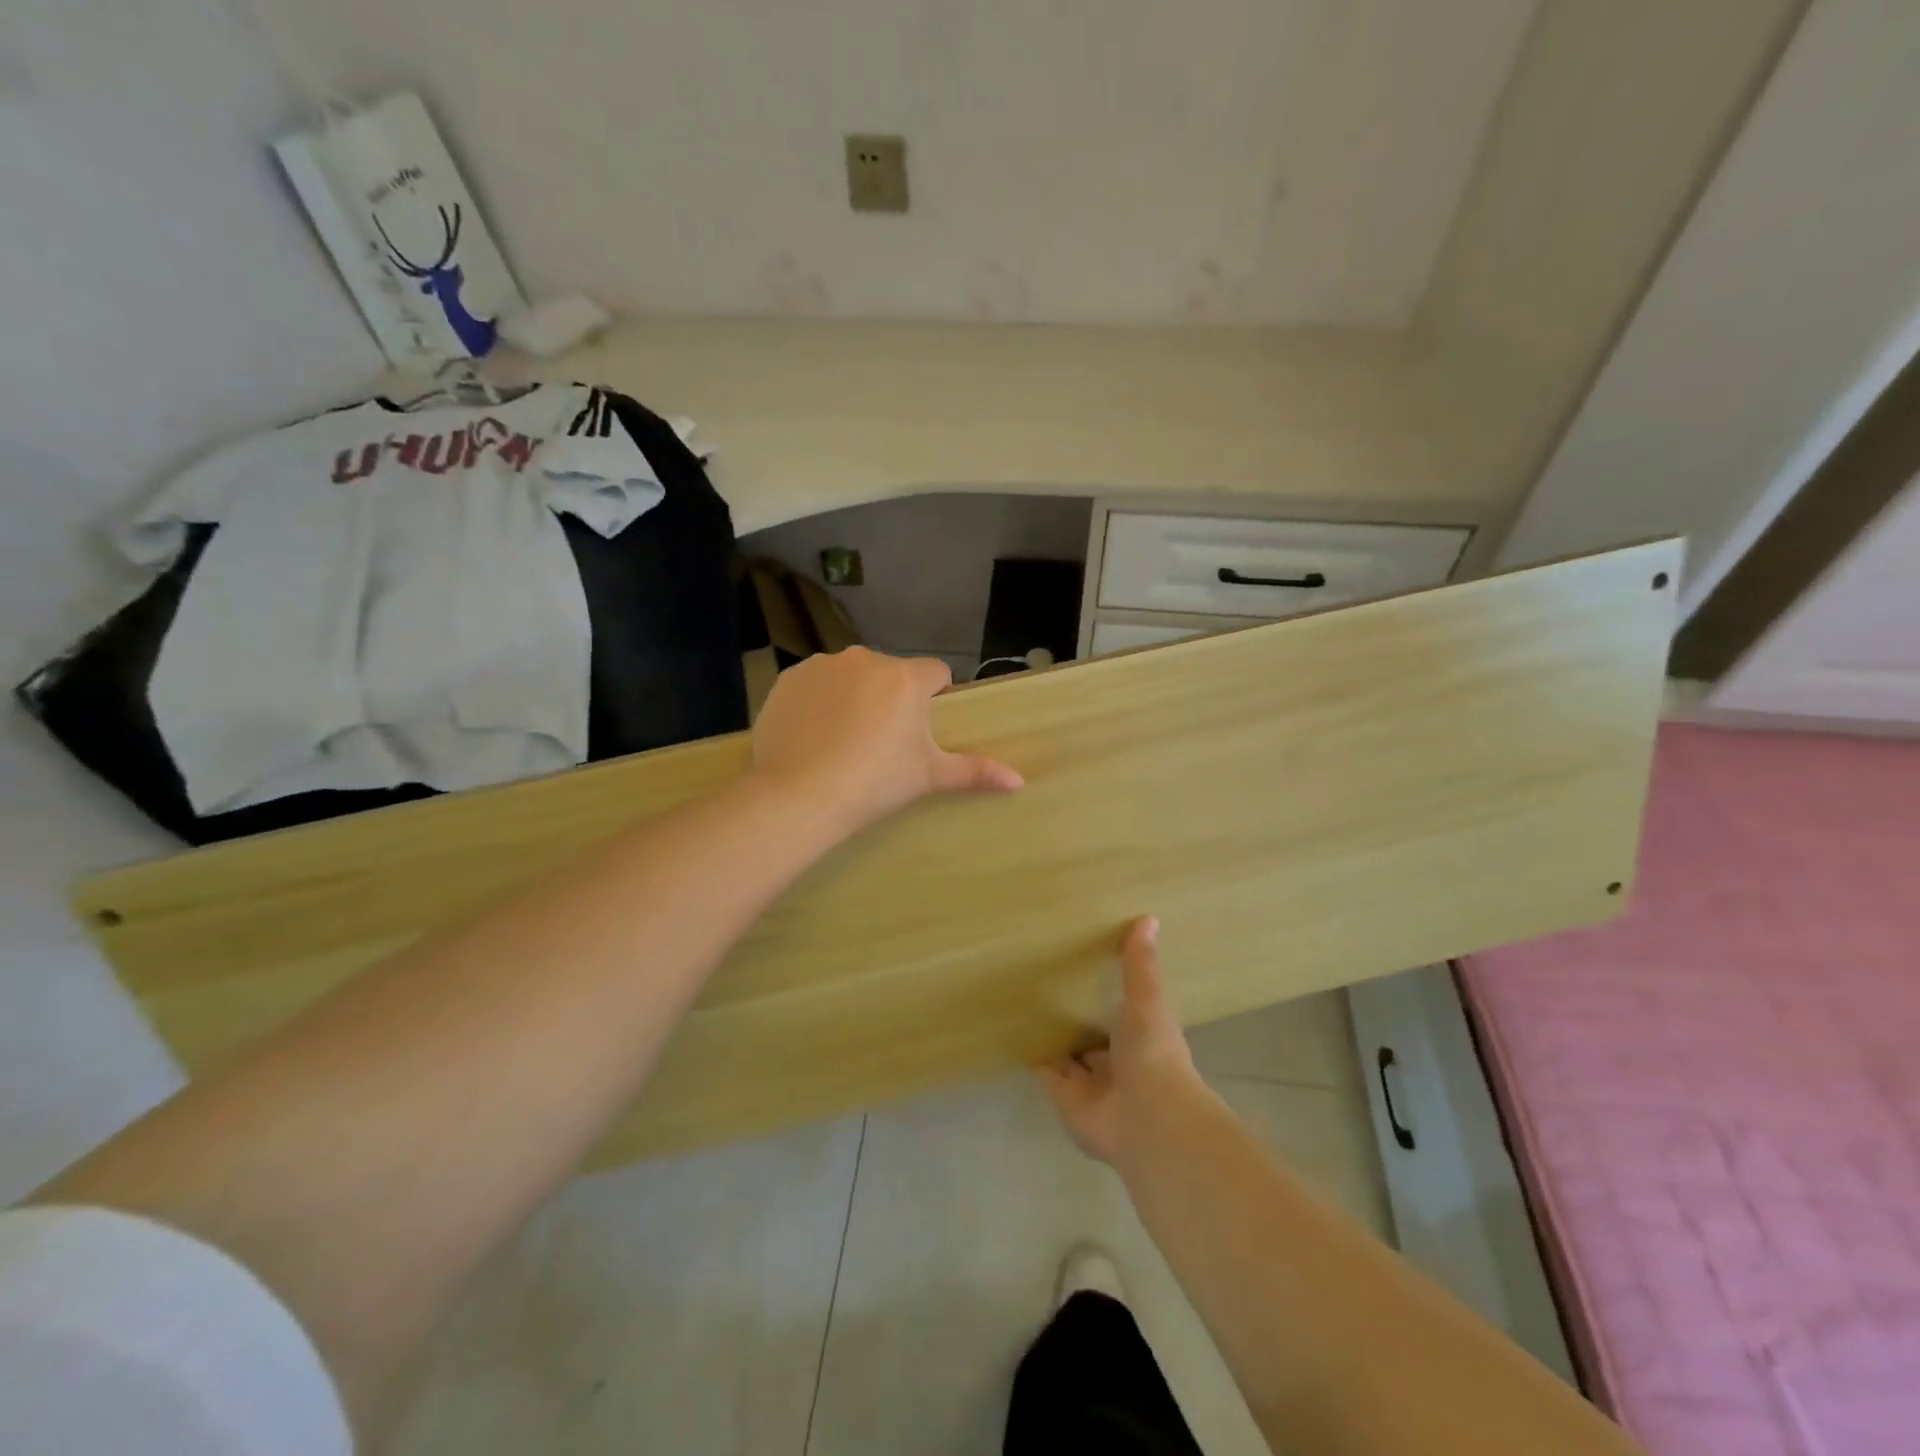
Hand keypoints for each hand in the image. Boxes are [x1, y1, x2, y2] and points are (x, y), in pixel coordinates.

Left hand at [750, 647, 1022, 835]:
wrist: (798, 795)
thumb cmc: (874, 782)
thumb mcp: (928, 776)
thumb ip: (974, 772)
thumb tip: (1019, 781)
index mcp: (905, 677)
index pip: (935, 672)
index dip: (934, 697)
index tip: (921, 730)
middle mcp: (865, 658)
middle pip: (891, 673)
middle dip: (891, 696)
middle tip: (881, 742)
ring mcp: (823, 666)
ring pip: (851, 675)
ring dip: (853, 695)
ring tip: (843, 739)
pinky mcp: (788, 678)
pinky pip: (814, 683)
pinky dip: (817, 701)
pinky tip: (811, 734)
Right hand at [1039, 917, 1202, 1164]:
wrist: (1147, 1117)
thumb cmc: (1153, 1053)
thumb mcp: (1148, 1000)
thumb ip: (1141, 965)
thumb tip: (1149, 917)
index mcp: (1141, 1038)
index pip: (1121, 1013)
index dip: (1107, 994)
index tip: (1086, 966)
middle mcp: (1117, 1063)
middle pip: (1092, 1037)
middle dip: (1075, 1018)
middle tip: (1047, 982)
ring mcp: (1091, 1084)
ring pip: (1068, 1056)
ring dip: (1053, 1037)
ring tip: (1025, 1002)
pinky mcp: (1065, 1098)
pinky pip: (1045, 1072)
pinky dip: (1032, 1055)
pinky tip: (1014, 1030)